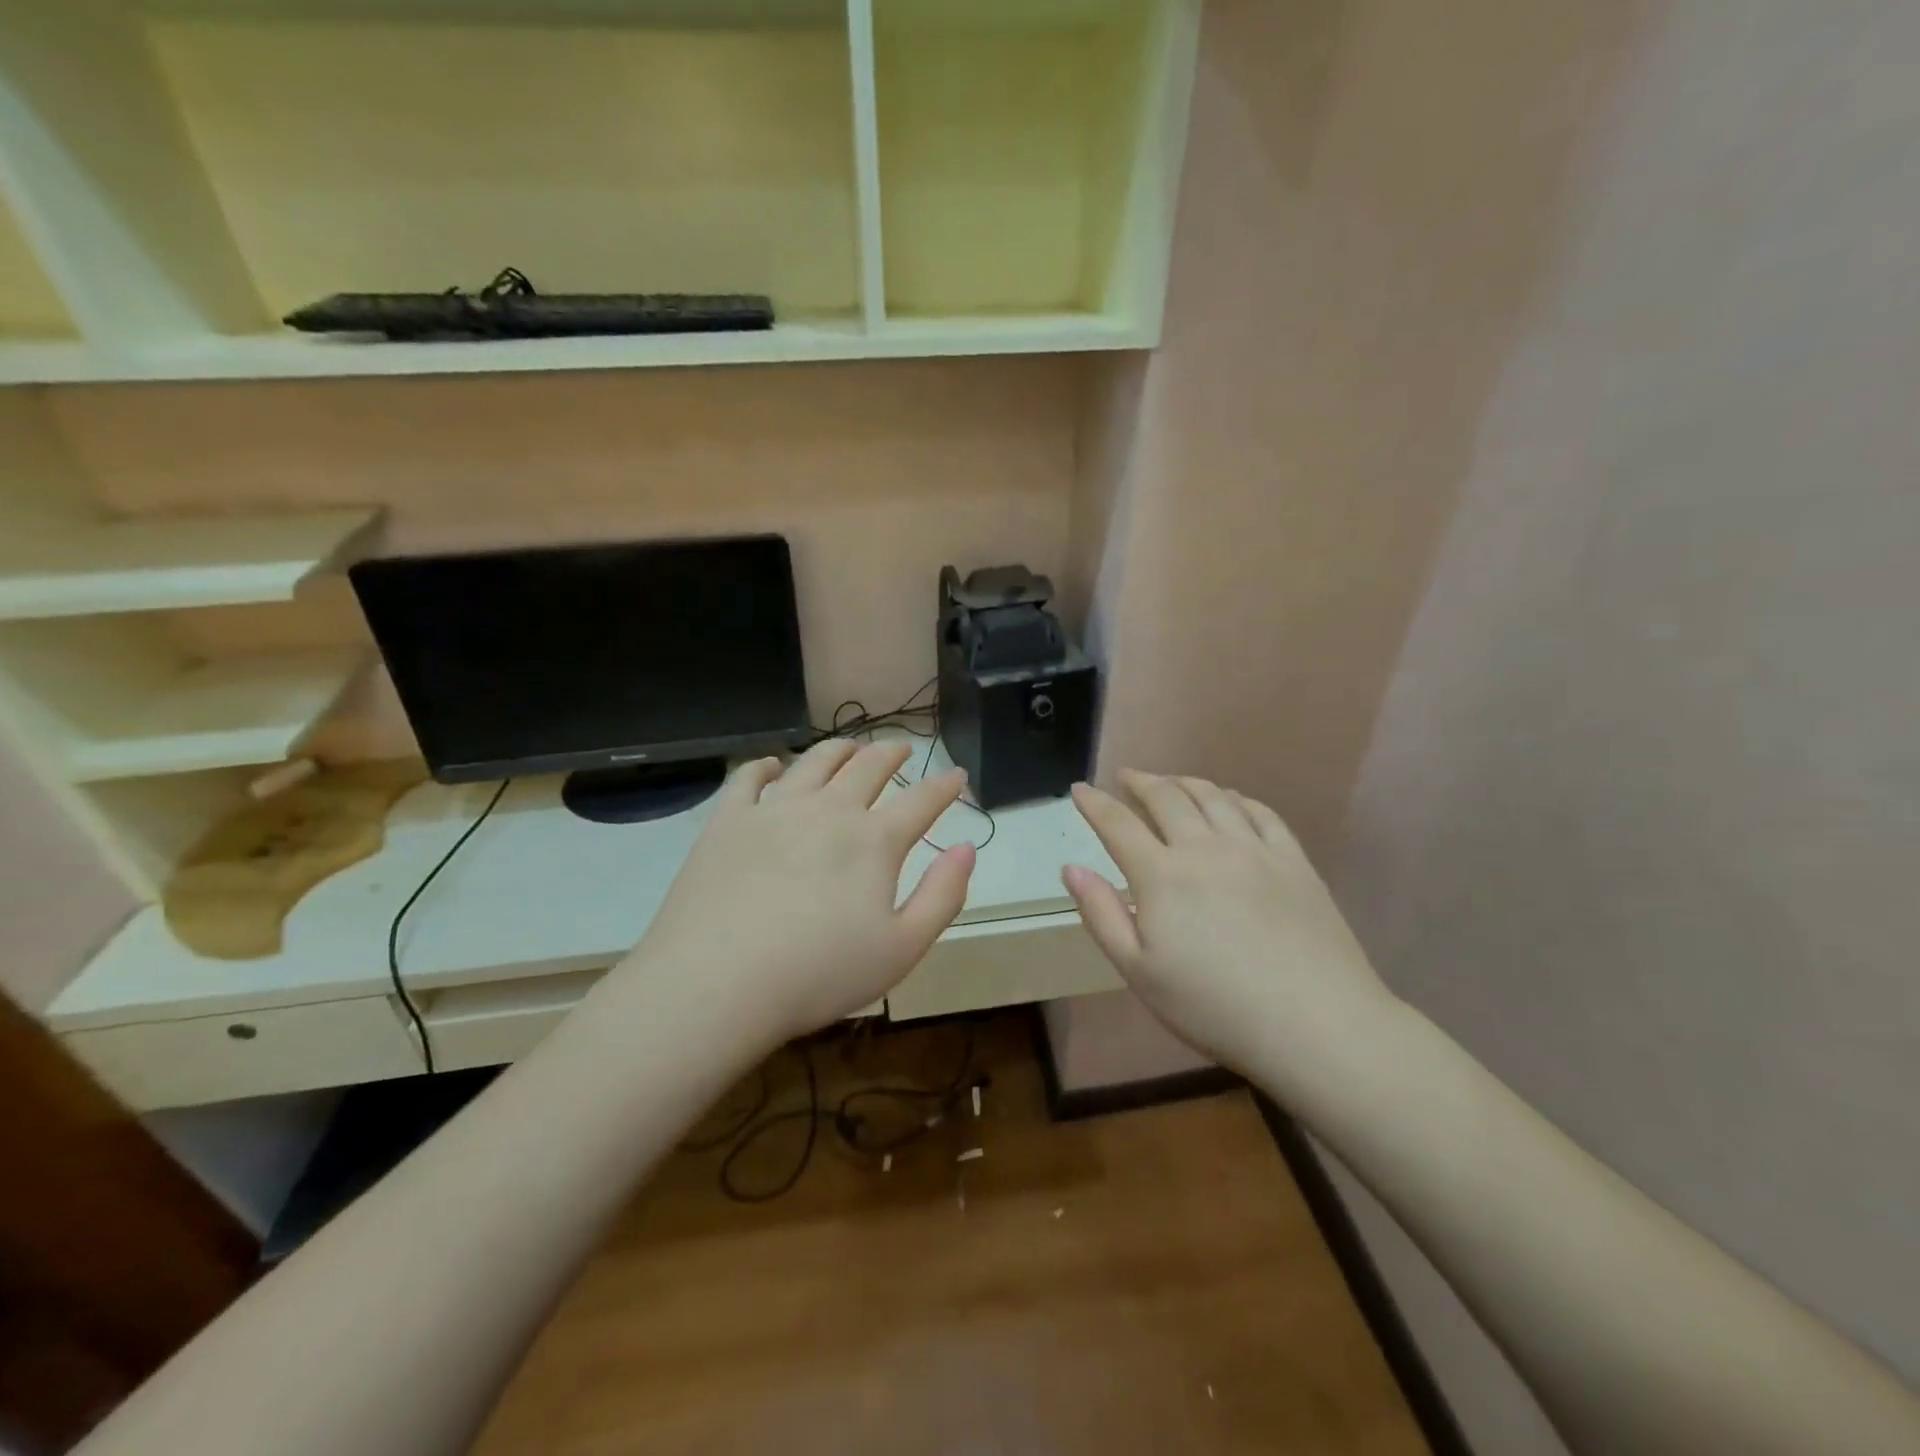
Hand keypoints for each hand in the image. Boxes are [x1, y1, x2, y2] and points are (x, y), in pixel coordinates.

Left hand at [627, 740, 974, 1039]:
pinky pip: (749, 777)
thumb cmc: (819, 974)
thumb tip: (967, 848)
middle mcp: (829, 810)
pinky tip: (774, 766)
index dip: (944, 786)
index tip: (957, 774)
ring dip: (840, 748)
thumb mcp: (903, 949)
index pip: (921, 801)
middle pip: (868, 767)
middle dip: (892, 754)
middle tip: (902, 748)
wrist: (717, 983)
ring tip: (851, 746)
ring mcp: (775, 809)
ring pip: (815, 761)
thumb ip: (943, 895)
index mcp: (874, 841)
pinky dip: (767, 765)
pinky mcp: (728, 820)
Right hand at [1063, 771, 1397, 1081]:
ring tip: (1170, 782)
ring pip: (1212, 796)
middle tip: (1125, 777)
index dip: (1094, 803)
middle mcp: (1204, 847)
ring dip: (1183, 782)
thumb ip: (1101, 914)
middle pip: (1166, 797)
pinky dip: (1234, 797)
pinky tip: (1228, 801)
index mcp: (1162, 876)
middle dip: (1139, 781)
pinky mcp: (1293, 859)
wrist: (1315, 1023)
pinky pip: (1259, 811)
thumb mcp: (1139, 972)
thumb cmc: (1214, 1007)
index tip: (1079, 789)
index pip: (1118, 824)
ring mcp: (1253, 849)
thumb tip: (1071, 867)